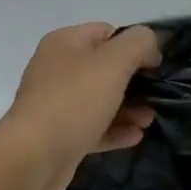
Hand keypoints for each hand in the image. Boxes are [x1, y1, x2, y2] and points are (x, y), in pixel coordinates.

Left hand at [0, 22, 161, 189]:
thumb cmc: (74, 100)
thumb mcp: (114, 61)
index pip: (107, 32)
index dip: (134, 45)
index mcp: (65, 43)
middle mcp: (57, 69)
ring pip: (101, 100)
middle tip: (157, 96)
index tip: (155, 66)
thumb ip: (139, 43)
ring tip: (149, 120)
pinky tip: (135, 137)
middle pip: (105, 68)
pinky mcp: (59, 135)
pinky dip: (114, 130)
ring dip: (128, 108)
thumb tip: (149, 49)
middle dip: (134, 82)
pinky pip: (93, 127)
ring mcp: (56, 103)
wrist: (33, 157)